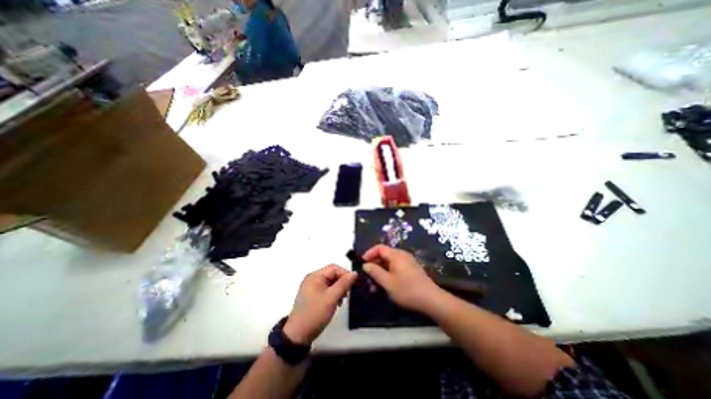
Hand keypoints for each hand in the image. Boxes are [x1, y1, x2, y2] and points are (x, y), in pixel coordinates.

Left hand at [286, 265, 357, 345]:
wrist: (298, 336)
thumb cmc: (315, 314)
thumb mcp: (331, 298)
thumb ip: (344, 284)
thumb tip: (354, 273)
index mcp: (315, 276)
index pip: (334, 268)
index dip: (345, 274)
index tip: (353, 284)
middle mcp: (312, 279)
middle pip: (332, 274)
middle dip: (342, 282)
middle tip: (347, 294)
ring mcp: (311, 288)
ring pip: (330, 282)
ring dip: (338, 289)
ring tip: (342, 300)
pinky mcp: (312, 296)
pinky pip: (326, 289)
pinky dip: (333, 294)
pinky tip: (336, 303)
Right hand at [363, 244, 442, 313]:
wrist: (431, 300)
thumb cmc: (407, 290)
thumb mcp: (387, 282)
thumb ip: (375, 272)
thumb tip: (365, 264)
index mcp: (396, 255)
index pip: (379, 248)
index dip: (369, 253)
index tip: (362, 263)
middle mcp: (402, 255)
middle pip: (384, 255)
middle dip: (374, 265)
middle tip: (368, 277)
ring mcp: (408, 262)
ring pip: (389, 262)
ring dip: (381, 271)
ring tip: (375, 285)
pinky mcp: (411, 269)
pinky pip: (396, 267)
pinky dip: (388, 273)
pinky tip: (386, 285)